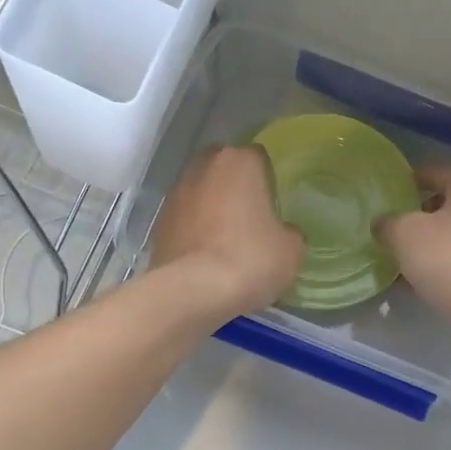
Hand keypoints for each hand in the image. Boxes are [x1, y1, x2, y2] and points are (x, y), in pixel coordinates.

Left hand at [152, 145, 303, 317]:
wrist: (193, 291)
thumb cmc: (250, 259)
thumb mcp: (291, 250)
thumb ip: (290, 232)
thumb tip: (283, 232)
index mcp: (240, 162)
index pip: (259, 157)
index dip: (268, 179)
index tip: (274, 204)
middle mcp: (203, 167)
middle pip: (224, 168)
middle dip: (235, 187)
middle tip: (251, 217)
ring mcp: (176, 194)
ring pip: (201, 193)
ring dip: (212, 208)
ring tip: (227, 240)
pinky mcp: (159, 223)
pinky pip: (185, 220)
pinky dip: (194, 231)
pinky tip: (206, 257)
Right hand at [376, 166, 450, 340]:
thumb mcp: (406, 235)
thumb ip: (388, 223)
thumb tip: (383, 224)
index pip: (428, 173)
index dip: (400, 185)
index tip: (377, 203)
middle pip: (439, 206)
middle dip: (410, 221)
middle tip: (383, 235)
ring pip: (448, 237)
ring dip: (422, 249)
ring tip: (393, 264)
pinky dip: (438, 269)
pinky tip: (414, 286)